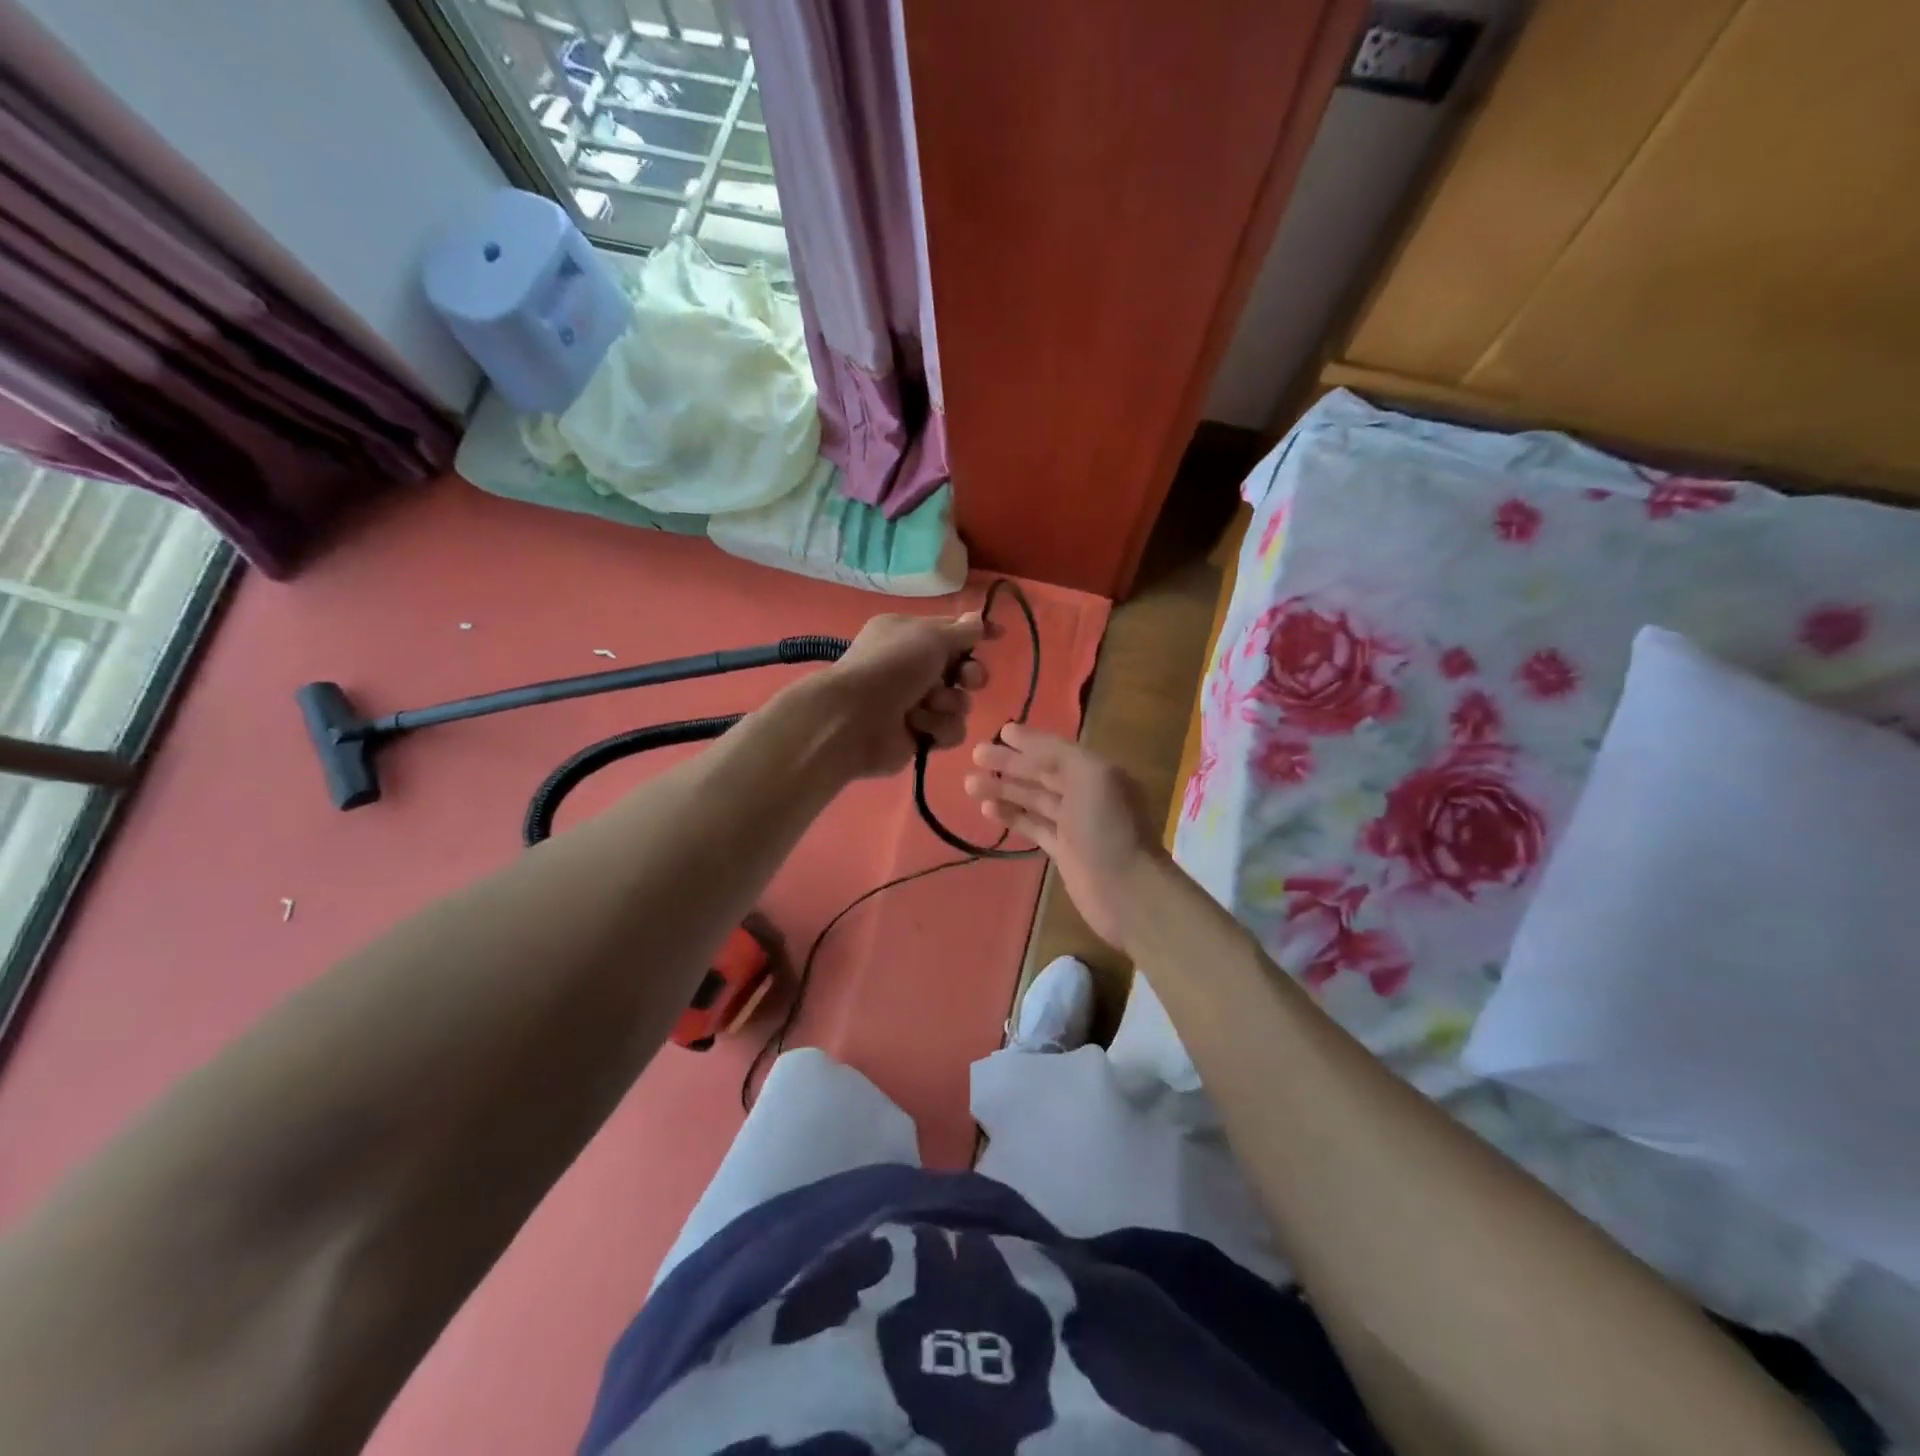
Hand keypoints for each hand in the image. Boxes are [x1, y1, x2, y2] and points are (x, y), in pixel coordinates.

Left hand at [816, 612, 988, 779]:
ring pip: (959, 703)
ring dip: (948, 704)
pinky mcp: (919, 735)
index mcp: (908, 635)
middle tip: (965, 679)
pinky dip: (938, 727)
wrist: (855, 719)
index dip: (976, 634)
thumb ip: (961, 631)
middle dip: (969, 675)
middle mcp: (912, 667)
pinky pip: (950, 730)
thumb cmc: (892, 667)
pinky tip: (920, 727)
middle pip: (961, 670)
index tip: (999, 636)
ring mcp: (915, 703)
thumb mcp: (930, 636)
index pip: (951, 631)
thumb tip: (978, 619)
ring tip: (927, 705)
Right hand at [964, 725, 1168, 949]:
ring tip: (970, 784)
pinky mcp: (1064, 851)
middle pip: (1042, 773)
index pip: (1057, 750)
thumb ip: (1057, 754)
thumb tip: (1024, 740)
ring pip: (1034, 799)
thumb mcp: (1090, 776)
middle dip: (1010, 763)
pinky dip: (1012, 816)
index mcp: (1098, 772)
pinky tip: (988, 810)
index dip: (1029, 741)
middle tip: (975, 755)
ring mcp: (1075, 824)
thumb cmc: (1109, 828)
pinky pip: (1033, 826)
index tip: (1000, 732)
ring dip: (1004, 789)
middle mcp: (1087, 793)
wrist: (1127, 891)